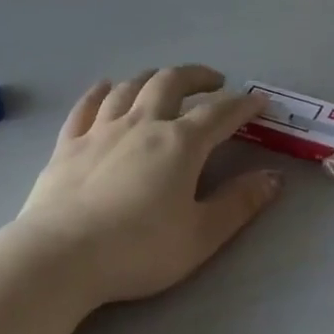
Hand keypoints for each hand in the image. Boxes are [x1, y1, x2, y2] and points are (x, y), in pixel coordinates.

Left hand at [13, 67, 281, 305]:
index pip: (219, 113)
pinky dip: (100, 91)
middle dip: (197, 76)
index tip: (259, 101)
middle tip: (214, 81)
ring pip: (130, 87)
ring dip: (153, 77)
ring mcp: (101, 130)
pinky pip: (86, 106)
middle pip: (171, 83)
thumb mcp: (200, 236)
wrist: (60, 257)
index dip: (243, 104)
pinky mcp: (68, 144)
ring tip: (165, 80)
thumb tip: (274, 178)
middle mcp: (142, 123)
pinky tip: (106, 87)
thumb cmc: (137, 250)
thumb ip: (239, 204)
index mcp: (180, 144)